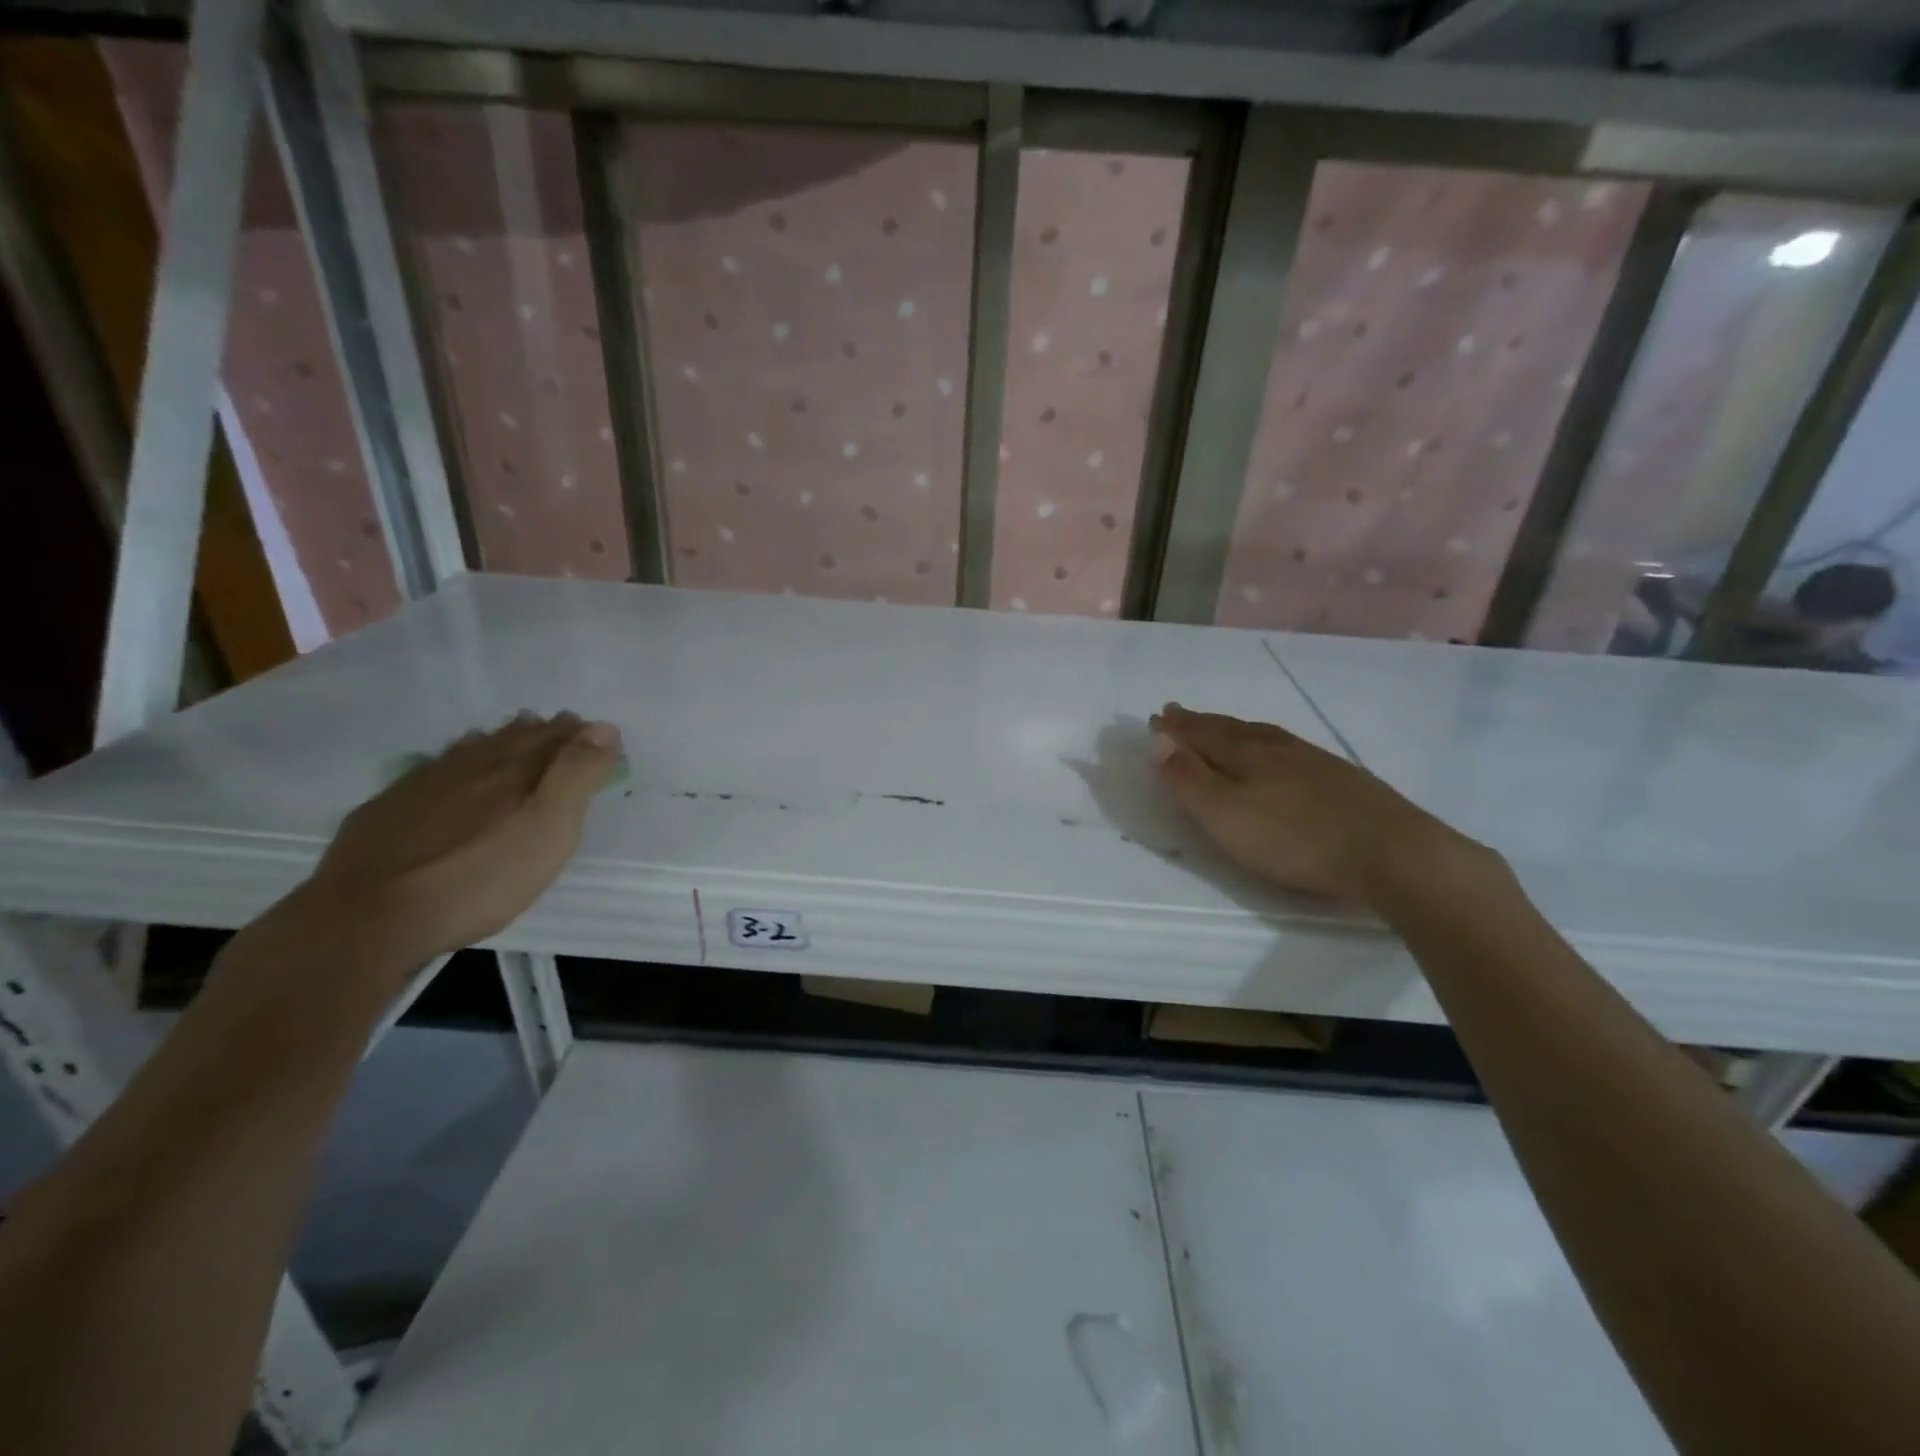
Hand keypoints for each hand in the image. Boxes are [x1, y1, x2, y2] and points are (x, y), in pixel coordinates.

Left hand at [301, 711, 621, 972]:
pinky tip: (451, 767)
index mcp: (515, 773)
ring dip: (500, 739)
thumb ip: (576, 777)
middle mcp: (472, 767)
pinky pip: (433, 768)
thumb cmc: (479, 879)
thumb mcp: (548, 831)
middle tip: (561, 724)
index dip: (580, 734)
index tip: (599, 730)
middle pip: (514, 739)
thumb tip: (603, 727)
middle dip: (543, 731)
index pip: (556, 741)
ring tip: (515, 732)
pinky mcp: (388, 809)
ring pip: (472, 750)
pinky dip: (456, 758)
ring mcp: (425, 785)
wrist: (368, 919)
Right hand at [1150, 702, 1482, 903]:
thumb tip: (1157, 739)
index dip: (1175, 728)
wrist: (1390, 852)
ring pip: (1260, 735)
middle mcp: (1275, 746)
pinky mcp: (1339, 777)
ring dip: (1231, 729)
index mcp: (1243, 752)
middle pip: (1228, 728)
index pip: (1199, 733)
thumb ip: (1188, 779)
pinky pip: (1286, 748)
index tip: (1155, 718)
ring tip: (1219, 727)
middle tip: (1177, 713)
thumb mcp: (1226, 815)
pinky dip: (1264, 744)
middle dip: (1199, 722)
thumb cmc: (1294, 838)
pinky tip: (1275, 753)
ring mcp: (1311, 759)